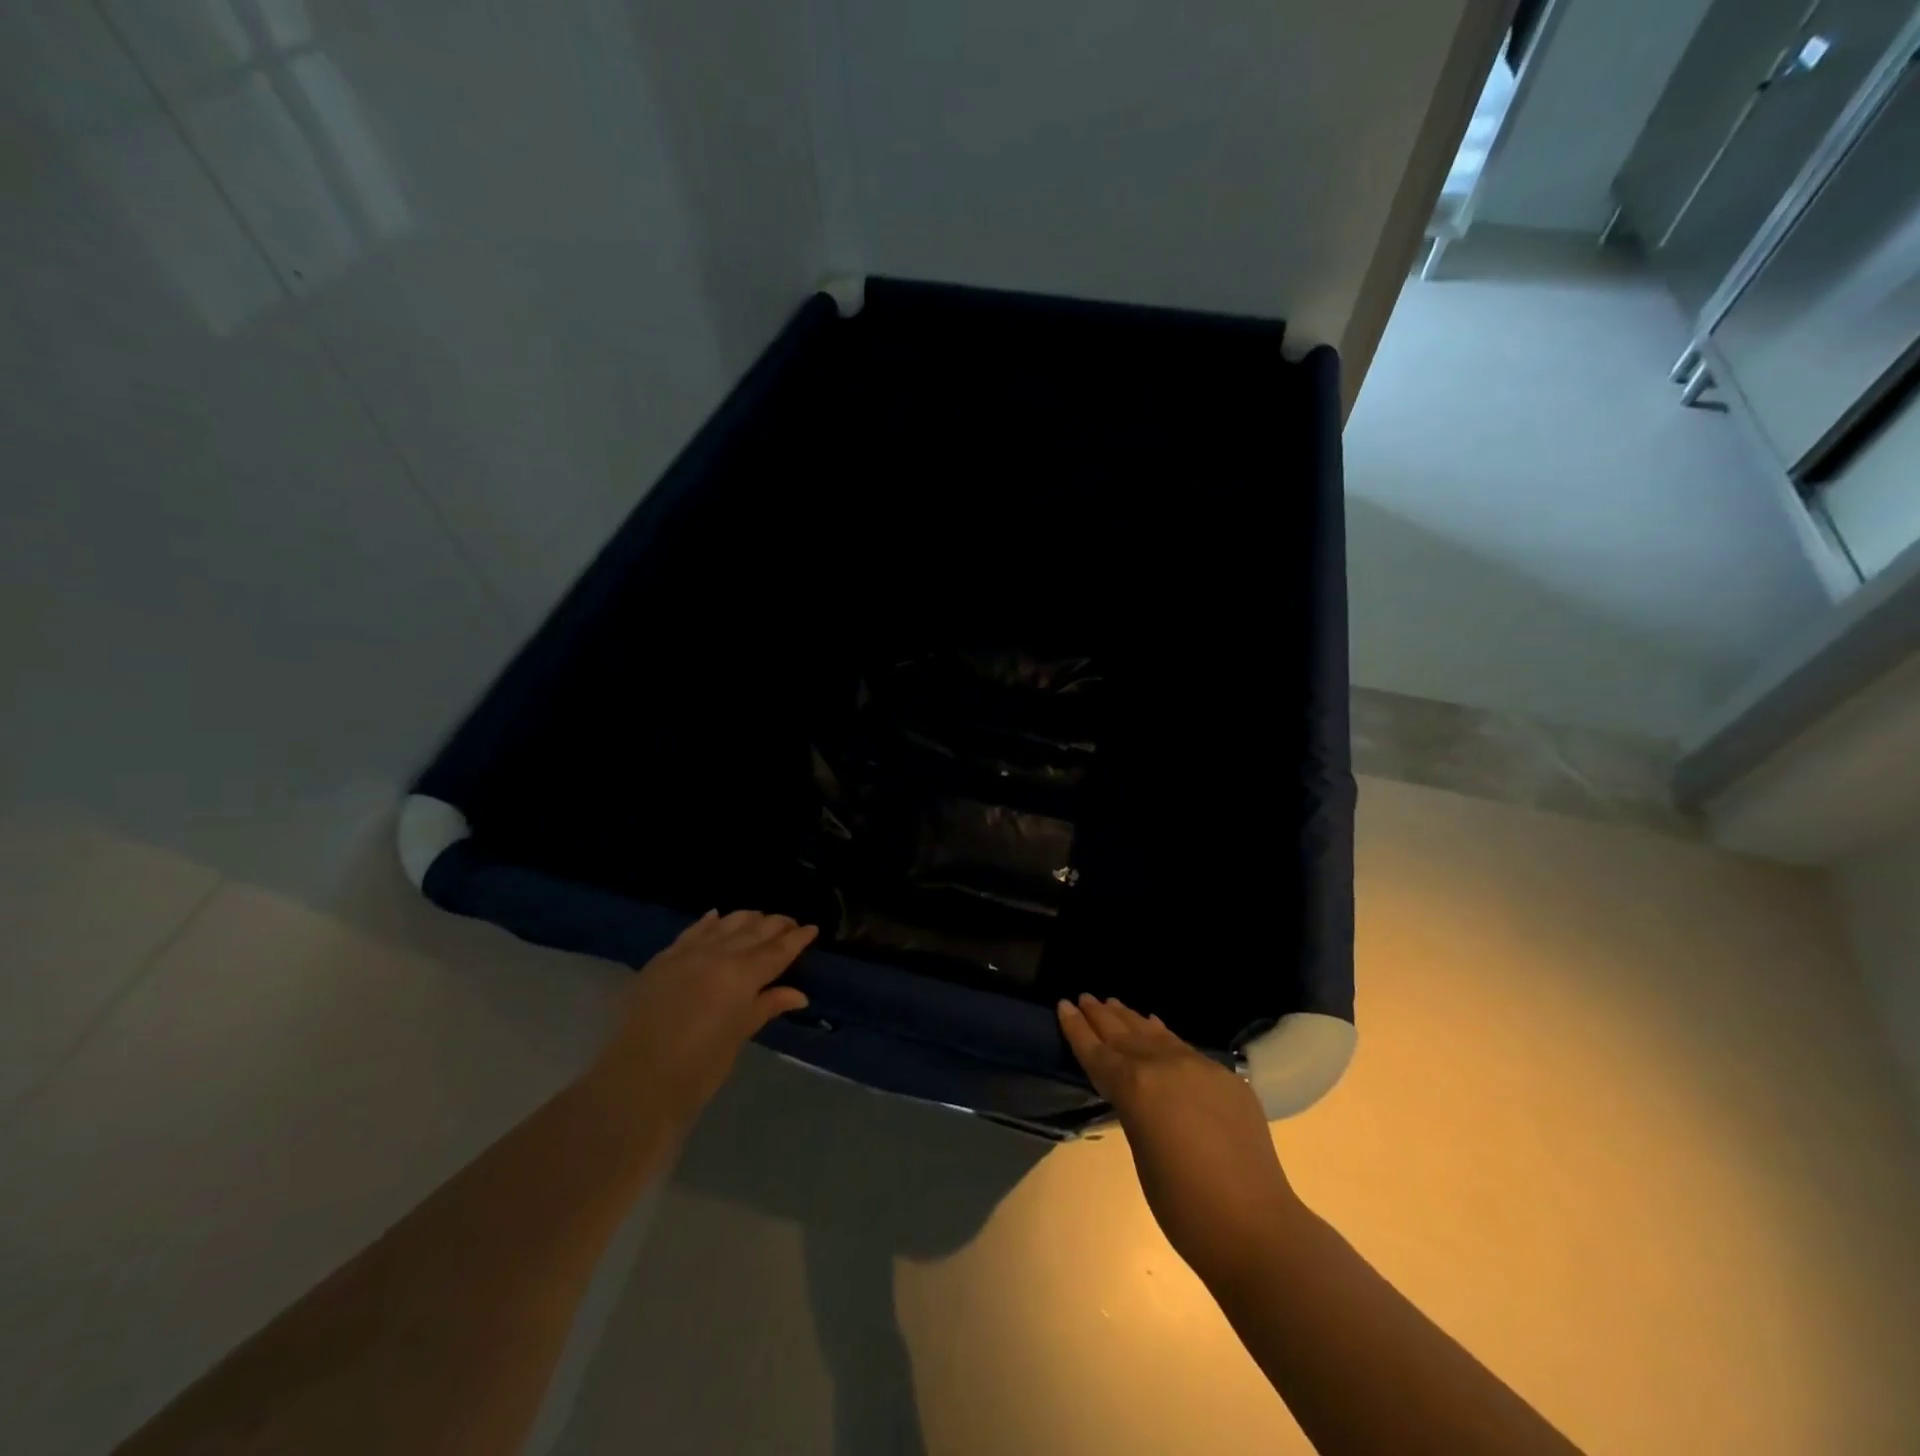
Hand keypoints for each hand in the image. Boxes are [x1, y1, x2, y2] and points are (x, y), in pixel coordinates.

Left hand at [591, 910, 816, 1133]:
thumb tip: (798, 994)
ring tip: (760, 918)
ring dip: (747, 919)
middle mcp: (718, 954)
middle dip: (776, 925)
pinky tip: (717, 916)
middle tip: (791, 923)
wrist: (637, 1079)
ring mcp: (688, 952)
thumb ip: (766, 1006)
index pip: (778, 950)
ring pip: (725, 924)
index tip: (812, 929)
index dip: (797, 938)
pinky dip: (710, 922)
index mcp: (743, 975)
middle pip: (754, 930)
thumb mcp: (739, 1034)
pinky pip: (692, 931)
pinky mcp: (663, 958)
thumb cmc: (699, 1066)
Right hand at [1058, 994, 1304, 1282]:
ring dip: (1131, 1019)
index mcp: (1136, 1087)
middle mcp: (1165, 1065)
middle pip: (1125, 1035)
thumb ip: (1133, 1110)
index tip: (1063, 1004)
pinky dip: (1163, 1034)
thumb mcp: (1141, 1153)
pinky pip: (1184, 1046)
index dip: (1078, 1028)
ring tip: (1112, 1003)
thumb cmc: (1183, 1206)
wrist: (1256, 1227)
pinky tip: (1155, 1025)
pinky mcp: (1226, 1077)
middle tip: (1084, 997)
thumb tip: (1134, 1091)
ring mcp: (1199, 1067)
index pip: (1098, 1052)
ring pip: (1155, 1035)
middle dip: (1101, 1016)